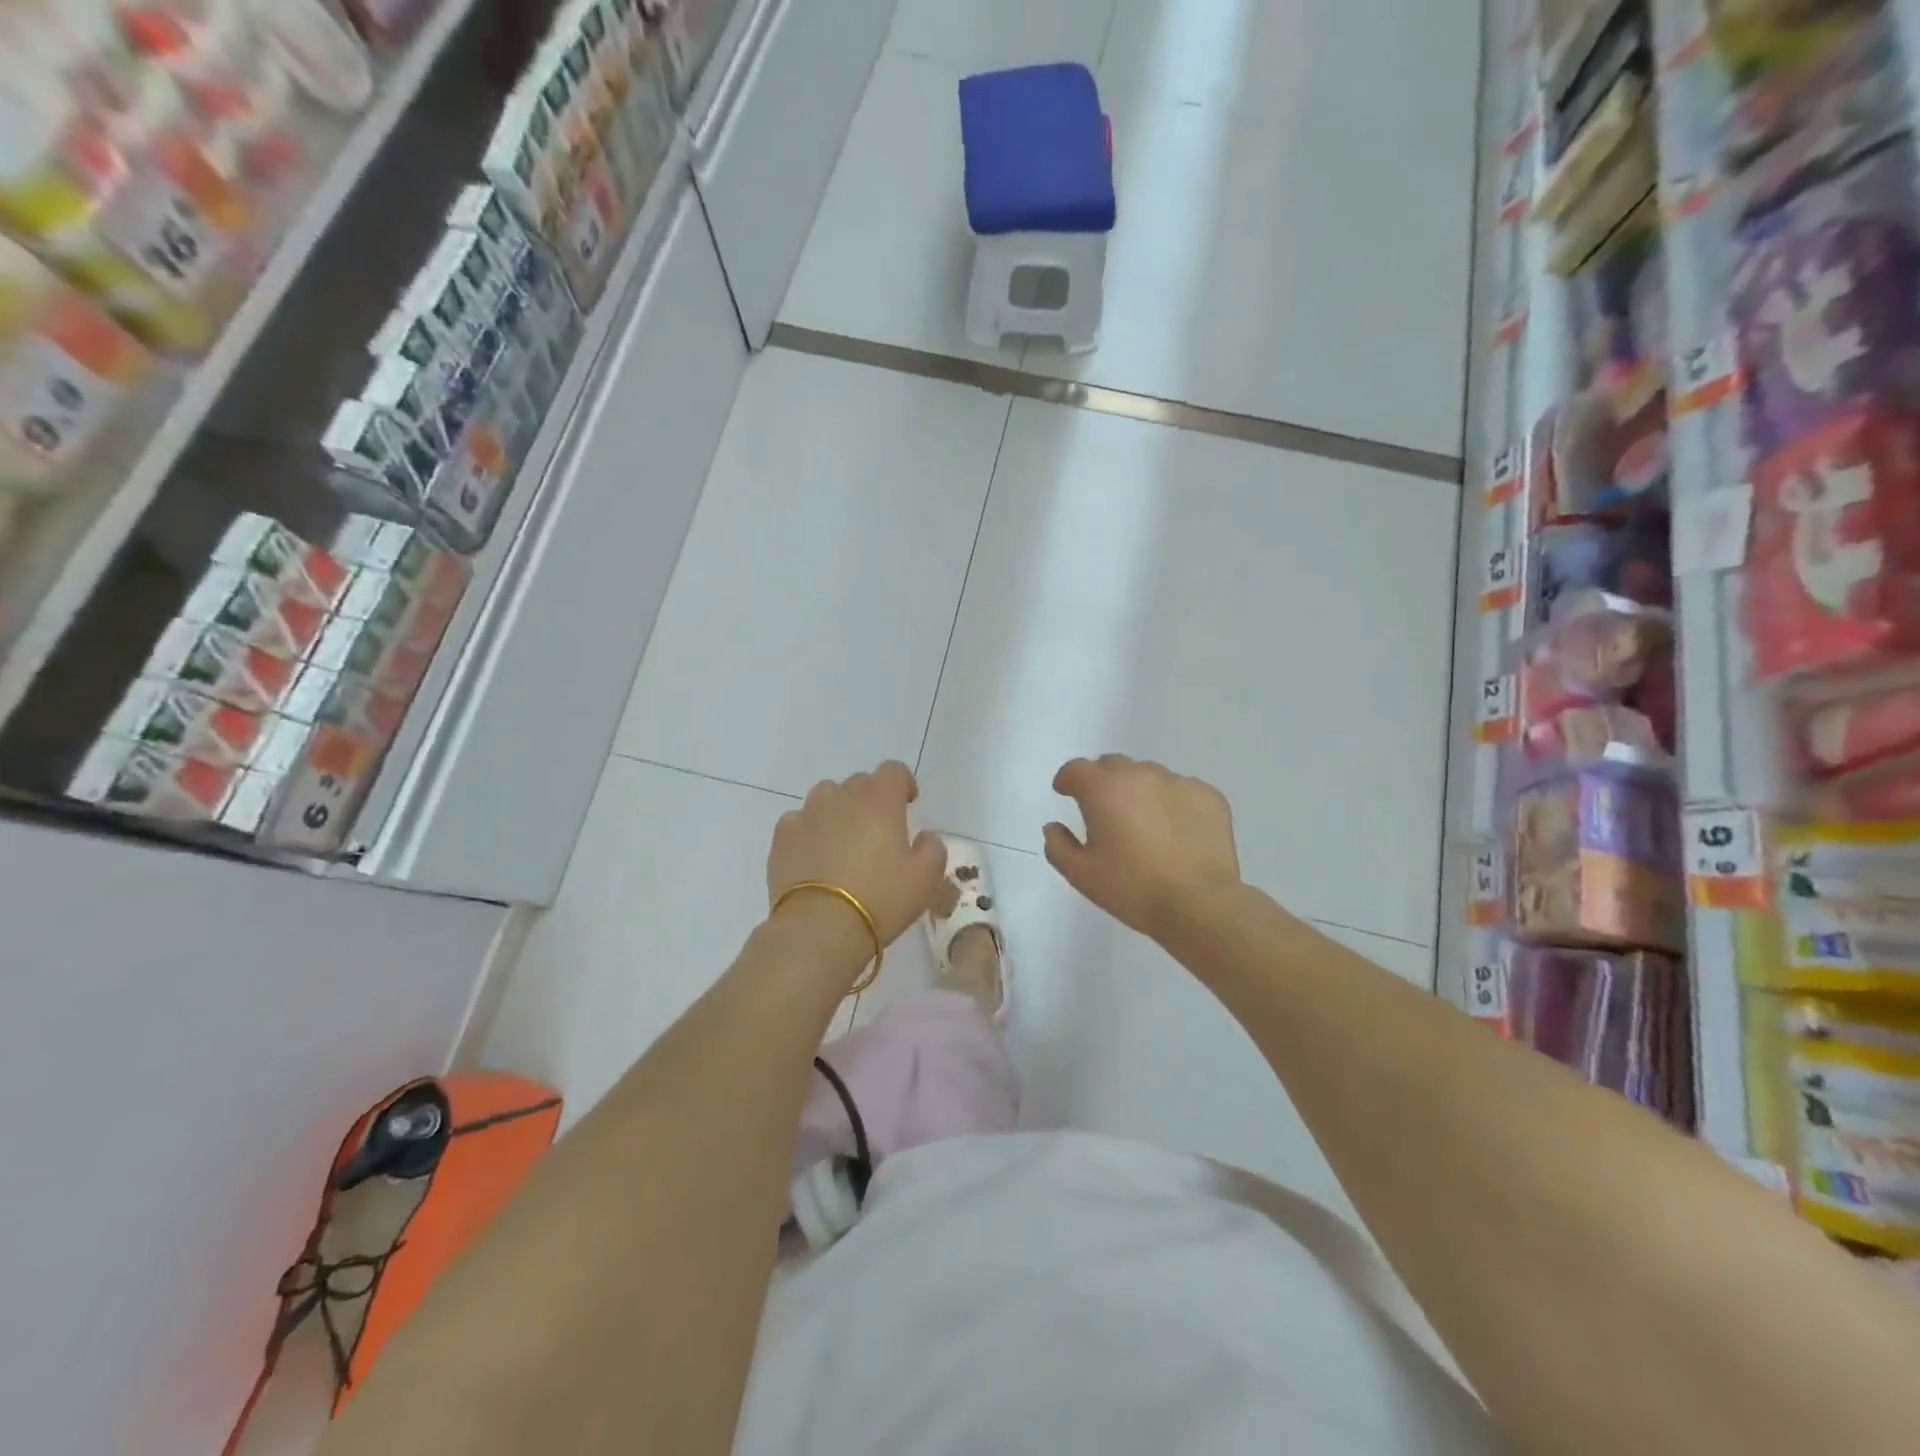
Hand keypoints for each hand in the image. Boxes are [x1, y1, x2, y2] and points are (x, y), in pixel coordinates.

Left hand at [767, 762, 945, 960]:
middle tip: (876, 832)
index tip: (907, 804)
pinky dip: (809, 830)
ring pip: (826, 797)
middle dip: (871, 799)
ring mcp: (808, 813)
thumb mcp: (926, 878)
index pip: (893, 771)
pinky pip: (799, 820)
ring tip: (842, 841)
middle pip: (859, 783)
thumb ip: (932, 848)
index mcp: (880, 800)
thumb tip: (924, 836)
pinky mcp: (783, 836)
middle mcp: (842, 797)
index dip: (902, 783)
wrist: (820, 928)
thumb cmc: (881, 899)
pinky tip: (814, 856)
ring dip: (838, 810)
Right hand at [1044, 755, 1242, 940]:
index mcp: (1104, 790)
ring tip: (1143, 822)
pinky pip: (1180, 789)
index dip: (1067, 779)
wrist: (1199, 904)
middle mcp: (1140, 775)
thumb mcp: (1081, 875)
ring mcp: (1178, 782)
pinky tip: (1175, 831)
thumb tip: (1054, 826)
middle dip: (1102, 781)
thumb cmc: (1132, 889)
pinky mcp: (1208, 795)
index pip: (1076, 769)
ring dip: (1138, 790)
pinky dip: (1171, 802)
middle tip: (1104, 810)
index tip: (1065, 793)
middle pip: (1112, 765)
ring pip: (1148, 774)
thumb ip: (1058, 846)